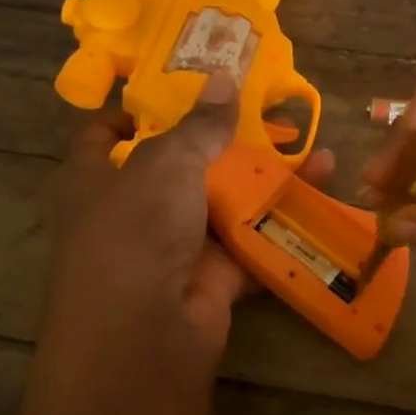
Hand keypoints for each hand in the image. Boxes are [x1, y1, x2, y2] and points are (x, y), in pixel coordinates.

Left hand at [44, 73, 334, 382]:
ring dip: (265, 180)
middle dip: (222, 142)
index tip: (178, 89)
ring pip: (223, 204)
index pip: (104, 136)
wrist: (145, 336)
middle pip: (179, 167)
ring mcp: (174, 248)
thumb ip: (199, 125)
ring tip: (312, 149)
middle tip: (268, 113)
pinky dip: (281, 222)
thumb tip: (223, 78)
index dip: (135, 112)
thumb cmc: (135, 231)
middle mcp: (132, 212)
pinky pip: (250, 242)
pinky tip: (319, 193)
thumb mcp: (165, 165)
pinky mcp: (212, 278)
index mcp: (96, 180)